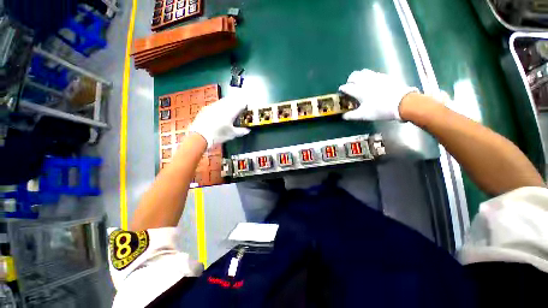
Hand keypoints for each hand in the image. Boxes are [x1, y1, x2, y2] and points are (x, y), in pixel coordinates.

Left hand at [189, 89, 250, 147]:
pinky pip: (216, 103)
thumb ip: (241, 131)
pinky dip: (221, 104)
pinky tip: (221, 107)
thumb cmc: (218, 135)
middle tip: (241, 101)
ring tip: (232, 101)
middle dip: (237, 100)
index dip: (244, 104)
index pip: (240, 105)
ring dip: (229, 100)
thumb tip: (247, 130)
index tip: (246, 105)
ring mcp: (214, 106)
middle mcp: (223, 107)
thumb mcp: (231, 134)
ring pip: (224, 100)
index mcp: (231, 113)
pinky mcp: (207, 108)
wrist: (200, 136)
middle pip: (232, 100)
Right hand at [338, 69, 418, 120]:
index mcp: (359, 90)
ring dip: (358, 76)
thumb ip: (351, 115)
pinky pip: (372, 73)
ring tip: (359, 83)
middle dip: (349, 80)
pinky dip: (368, 76)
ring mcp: (376, 77)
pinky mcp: (384, 76)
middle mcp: (365, 81)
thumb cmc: (380, 110)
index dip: (342, 89)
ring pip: (363, 72)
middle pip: (354, 75)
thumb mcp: (364, 115)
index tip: (341, 92)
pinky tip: (371, 83)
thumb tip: (343, 116)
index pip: (346, 87)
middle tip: (350, 86)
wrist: (402, 102)